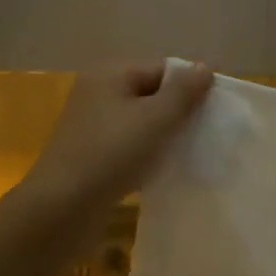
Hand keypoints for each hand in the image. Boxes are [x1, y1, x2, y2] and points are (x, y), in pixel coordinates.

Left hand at [14, 62, 213, 218]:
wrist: (61, 209)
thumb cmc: (111, 154)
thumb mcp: (155, 119)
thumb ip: (183, 92)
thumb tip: (204, 66)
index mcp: (110, 75)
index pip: (162, 69)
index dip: (190, 87)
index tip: (214, 112)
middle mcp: (99, 94)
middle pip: (152, 94)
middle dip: (180, 113)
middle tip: (206, 133)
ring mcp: (93, 127)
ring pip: (142, 123)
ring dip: (165, 137)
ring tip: (190, 153)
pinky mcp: (92, 157)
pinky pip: (130, 147)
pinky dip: (149, 155)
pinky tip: (165, 171)